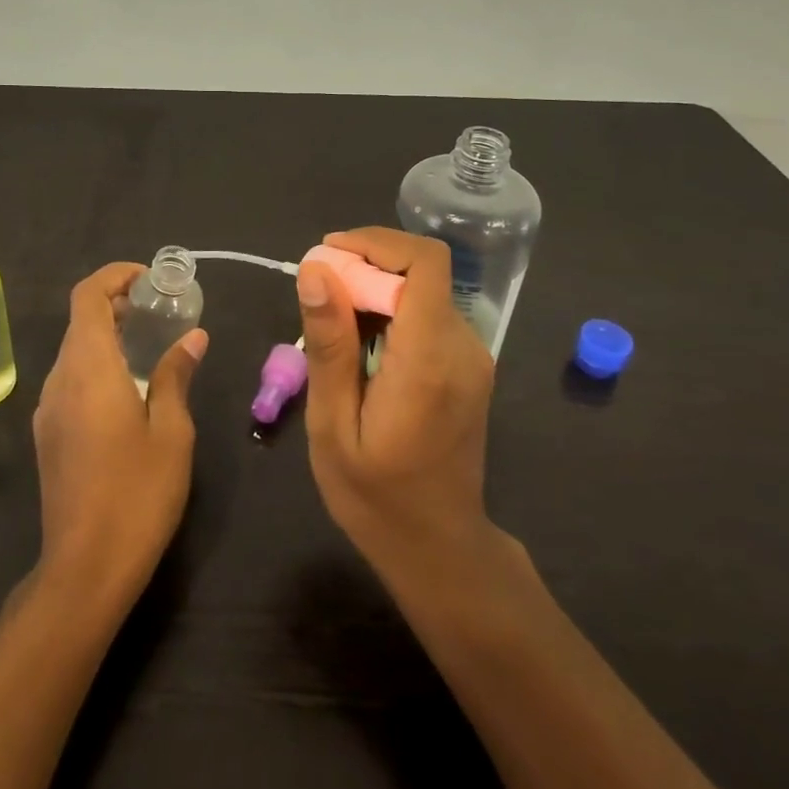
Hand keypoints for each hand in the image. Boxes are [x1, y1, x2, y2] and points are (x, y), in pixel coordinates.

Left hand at [32, 262, 205, 599]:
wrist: (85, 567)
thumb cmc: (137, 494)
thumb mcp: (171, 432)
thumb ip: (175, 376)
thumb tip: (192, 338)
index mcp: (88, 369)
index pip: (87, 296)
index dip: (115, 276)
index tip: (150, 281)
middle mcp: (59, 380)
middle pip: (79, 321)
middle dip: (118, 304)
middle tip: (162, 312)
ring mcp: (48, 408)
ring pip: (74, 351)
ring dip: (108, 336)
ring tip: (153, 347)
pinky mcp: (48, 434)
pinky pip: (71, 380)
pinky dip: (98, 365)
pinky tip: (131, 389)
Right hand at [297, 228, 498, 578]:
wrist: (437, 546)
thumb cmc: (374, 495)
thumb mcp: (332, 424)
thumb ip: (330, 344)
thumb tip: (316, 271)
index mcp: (429, 359)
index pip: (426, 263)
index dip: (378, 242)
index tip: (329, 254)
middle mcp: (463, 347)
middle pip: (421, 273)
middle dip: (366, 267)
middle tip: (317, 296)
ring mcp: (472, 357)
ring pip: (424, 291)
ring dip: (376, 290)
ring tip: (331, 326)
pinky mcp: (468, 366)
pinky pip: (428, 316)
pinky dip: (392, 313)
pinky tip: (360, 348)